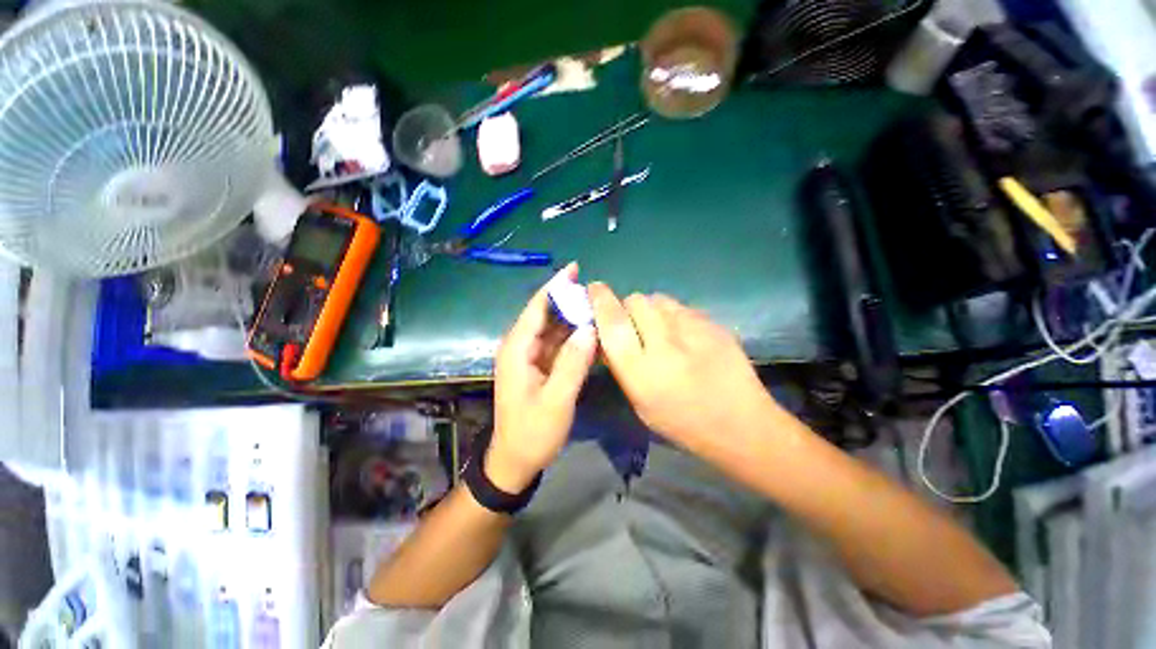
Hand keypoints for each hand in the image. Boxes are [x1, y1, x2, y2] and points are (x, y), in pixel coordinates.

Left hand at [489, 264, 596, 492]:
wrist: (517, 460)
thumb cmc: (532, 433)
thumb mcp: (555, 401)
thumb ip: (572, 364)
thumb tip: (589, 329)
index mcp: (517, 350)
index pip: (536, 309)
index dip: (554, 287)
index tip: (574, 269)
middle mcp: (520, 347)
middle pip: (544, 315)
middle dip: (567, 300)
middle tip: (595, 290)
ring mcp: (530, 357)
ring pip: (552, 329)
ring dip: (572, 317)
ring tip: (596, 306)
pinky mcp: (539, 367)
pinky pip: (557, 344)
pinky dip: (572, 336)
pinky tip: (590, 331)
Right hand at [588, 284, 776, 446]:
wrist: (742, 425)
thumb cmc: (683, 423)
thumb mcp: (640, 403)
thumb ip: (622, 364)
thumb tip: (607, 334)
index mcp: (641, 371)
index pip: (612, 322)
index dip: (600, 300)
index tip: (594, 288)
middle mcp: (665, 345)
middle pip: (636, 301)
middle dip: (627, 306)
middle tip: (634, 323)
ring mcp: (693, 331)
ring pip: (659, 298)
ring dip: (651, 309)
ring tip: (660, 328)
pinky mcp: (713, 324)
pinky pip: (681, 307)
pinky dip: (674, 314)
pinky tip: (684, 334)